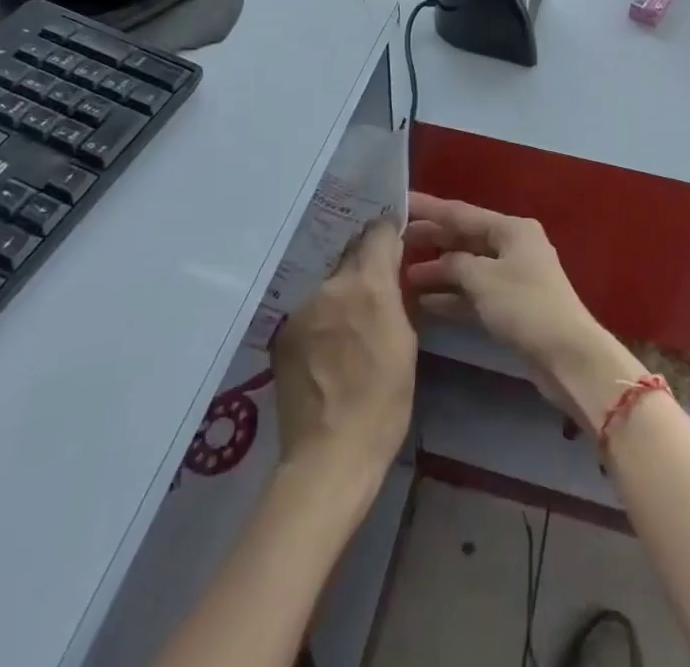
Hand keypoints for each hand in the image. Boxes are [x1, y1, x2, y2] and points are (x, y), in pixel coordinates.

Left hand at [272, 220, 415, 478]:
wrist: (328, 457)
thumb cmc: (383, 402)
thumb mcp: (406, 342)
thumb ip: (396, 296)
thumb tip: (392, 270)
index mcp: (368, 284)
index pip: (379, 232)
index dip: (390, 232)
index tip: (398, 240)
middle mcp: (331, 285)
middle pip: (351, 254)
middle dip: (366, 263)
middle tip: (378, 285)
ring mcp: (301, 308)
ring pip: (329, 283)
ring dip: (342, 291)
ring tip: (351, 321)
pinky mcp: (282, 333)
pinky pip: (310, 309)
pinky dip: (322, 316)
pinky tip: (328, 345)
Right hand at [403, 193, 641, 430]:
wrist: (567, 356)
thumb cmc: (525, 306)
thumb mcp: (483, 278)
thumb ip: (454, 263)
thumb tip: (439, 262)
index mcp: (512, 229)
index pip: (462, 212)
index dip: (429, 208)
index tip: (400, 201)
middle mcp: (513, 246)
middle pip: (465, 237)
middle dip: (433, 239)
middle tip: (395, 240)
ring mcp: (513, 277)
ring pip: (468, 267)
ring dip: (439, 271)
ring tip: (403, 275)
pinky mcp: (511, 306)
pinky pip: (475, 293)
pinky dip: (453, 297)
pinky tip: (425, 303)